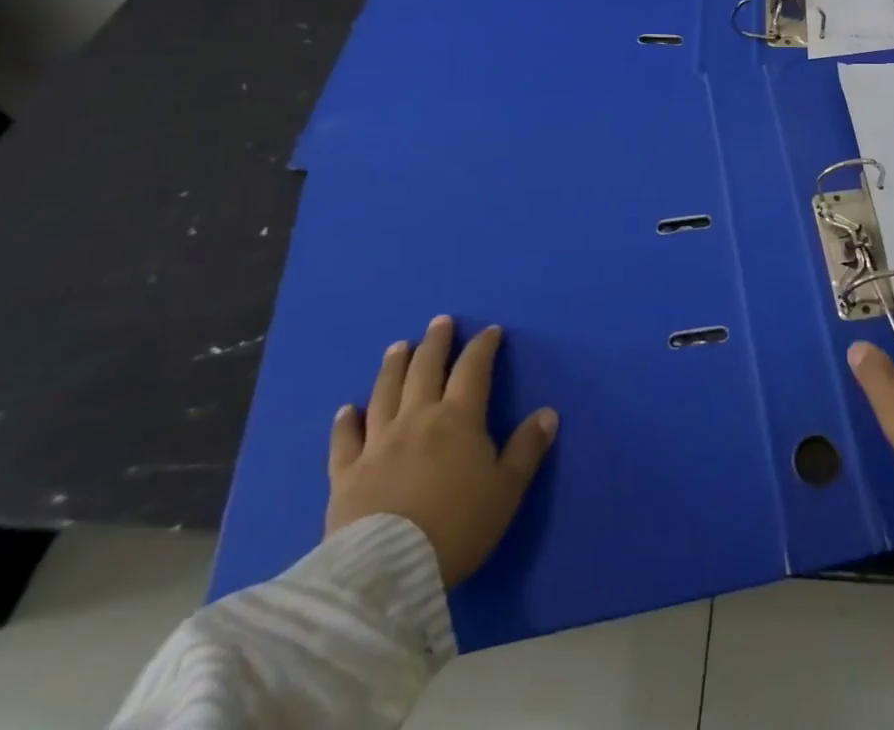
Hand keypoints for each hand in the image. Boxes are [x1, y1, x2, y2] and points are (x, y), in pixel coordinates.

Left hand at [326, 316, 557, 587]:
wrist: (388, 572)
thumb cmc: (457, 526)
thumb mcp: (506, 489)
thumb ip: (527, 448)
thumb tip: (548, 413)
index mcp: (458, 418)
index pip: (473, 369)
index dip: (483, 347)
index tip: (490, 331)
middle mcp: (417, 418)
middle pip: (425, 369)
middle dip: (435, 342)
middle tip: (440, 322)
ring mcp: (378, 443)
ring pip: (385, 393)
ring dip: (393, 366)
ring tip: (398, 347)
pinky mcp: (346, 473)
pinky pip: (344, 440)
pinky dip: (345, 422)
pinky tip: (346, 410)